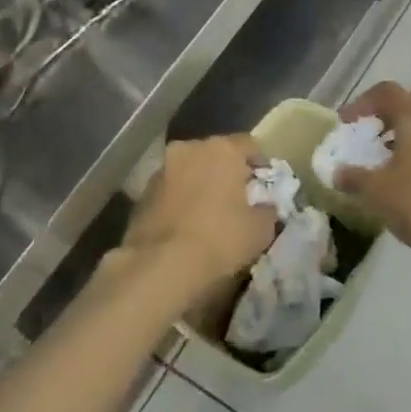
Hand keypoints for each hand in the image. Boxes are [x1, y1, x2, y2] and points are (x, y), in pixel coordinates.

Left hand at [121, 136, 275, 293]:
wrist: (160, 266)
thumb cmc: (220, 239)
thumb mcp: (261, 229)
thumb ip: (268, 209)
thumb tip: (264, 207)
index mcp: (222, 149)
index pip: (250, 145)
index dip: (262, 165)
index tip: (266, 186)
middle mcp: (189, 149)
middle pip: (217, 154)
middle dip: (229, 172)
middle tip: (240, 199)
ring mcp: (162, 169)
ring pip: (191, 170)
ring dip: (202, 185)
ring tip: (211, 214)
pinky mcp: (142, 193)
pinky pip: (172, 190)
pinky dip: (182, 200)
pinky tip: (188, 224)